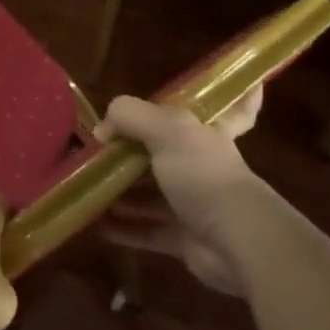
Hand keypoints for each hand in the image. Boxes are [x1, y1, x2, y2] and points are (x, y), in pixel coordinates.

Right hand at [94, 87, 273, 295]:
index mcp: (205, 133)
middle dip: (134, 152)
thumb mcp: (166, 129)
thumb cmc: (203, 174)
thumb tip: (101, 131)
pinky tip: (96, 222)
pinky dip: (122, 227)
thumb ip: (129, 116)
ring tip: (87, 186)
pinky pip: (146, 229)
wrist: (235, 241)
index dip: (239, 98)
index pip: (232, 109)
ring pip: (151, 193)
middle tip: (97, 151)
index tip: (242, 88)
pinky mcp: (182, 237)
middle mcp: (201, 165)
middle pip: (167, 153)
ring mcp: (192, 203)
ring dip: (122, 192)